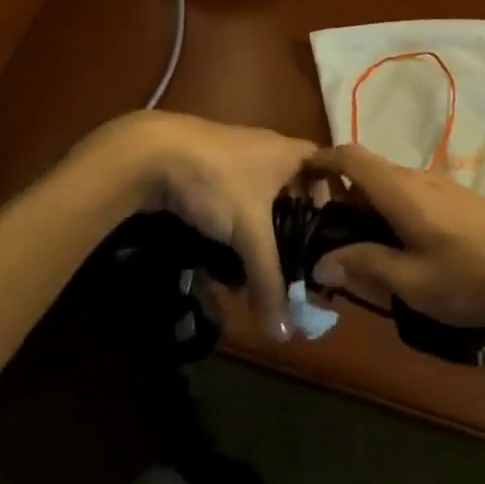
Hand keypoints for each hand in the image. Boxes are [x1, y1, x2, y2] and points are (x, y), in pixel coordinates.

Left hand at [84, 111, 315, 340]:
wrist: (150, 153)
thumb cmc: (217, 181)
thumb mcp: (249, 232)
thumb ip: (269, 280)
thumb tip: (284, 333)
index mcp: (289, 152)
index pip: (326, 169)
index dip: (334, 197)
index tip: (333, 233)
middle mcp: (265, 150)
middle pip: (291, 189)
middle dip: (291, 226)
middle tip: (296, 261)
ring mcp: (232, 157)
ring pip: (257, 199)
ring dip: (258, 231)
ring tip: (257, 265)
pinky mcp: (204, 169)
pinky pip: (230, 201)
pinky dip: (232, 227)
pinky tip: (223, 254)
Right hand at [306, 144, 484, 332]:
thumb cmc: (474, 275)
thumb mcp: (412, 282)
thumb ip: (364, 267)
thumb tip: (321, 263)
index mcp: (399, 190)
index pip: (349, 156)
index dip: (319, 160)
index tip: (297, 181)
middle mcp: (418, 179)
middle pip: (367, 173)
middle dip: (339, 197)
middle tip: (323, 237)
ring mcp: (443, 189)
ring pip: (391, 189)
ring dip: (368, 210)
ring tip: (359, 252)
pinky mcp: (462, 204)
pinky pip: (413, 200)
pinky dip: (393, 217)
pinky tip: (402, 253)